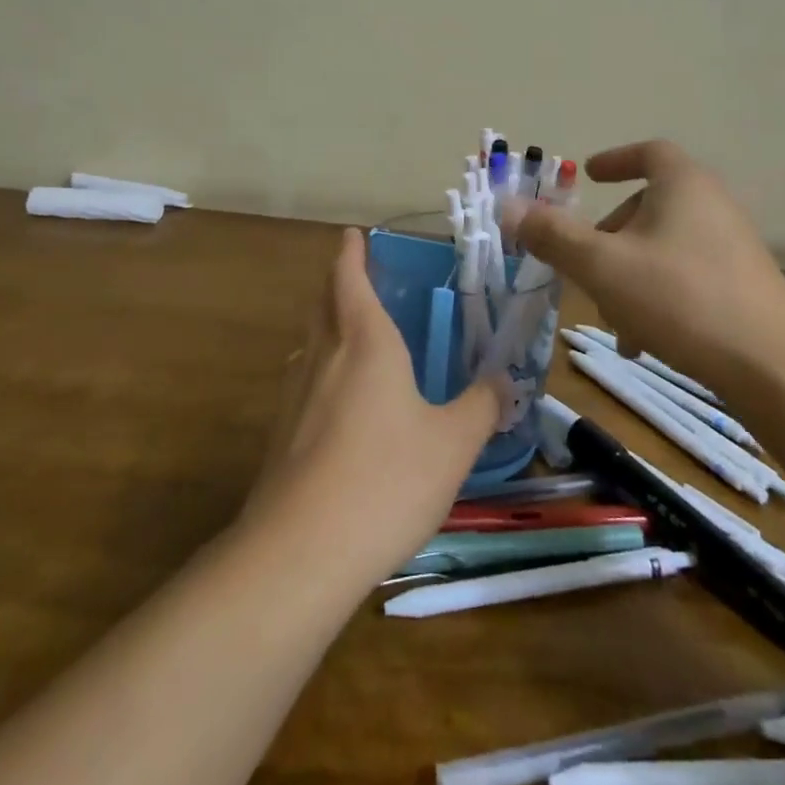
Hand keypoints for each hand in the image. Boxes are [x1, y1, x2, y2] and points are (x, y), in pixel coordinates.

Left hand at [243, 229, 502, 580]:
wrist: (300, 551)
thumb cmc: (386, 479)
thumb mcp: (453, 444)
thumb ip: (482, 406)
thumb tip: (504, 380)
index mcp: (365, 342)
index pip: (349, 278)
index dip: (350, 253)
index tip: (352, 234)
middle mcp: (323, 355)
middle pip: (323, 303)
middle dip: (338, 283)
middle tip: (357, 276)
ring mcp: (293, 394)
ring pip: (310, 342)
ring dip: (327, 325)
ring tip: (351, 333)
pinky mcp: (279, 433)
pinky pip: (303, 381)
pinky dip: (321, 369)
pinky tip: (338, 401)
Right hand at [511, 140, 784, 373]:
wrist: (777, 368)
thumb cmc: (681, 299)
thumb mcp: (603, 266)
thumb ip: (553, 235)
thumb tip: (507, 207)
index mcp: (683, 185)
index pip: (648, 152)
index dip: (614, 159)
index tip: (587, 175)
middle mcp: (712, 206)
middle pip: (648, 205)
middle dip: (608, 235)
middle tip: (585, 265)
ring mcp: (731, 248)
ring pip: (662, 247)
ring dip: (627, 274)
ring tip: (612, 319)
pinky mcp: (743, 287)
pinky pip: (685, 277)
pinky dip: (655, 296)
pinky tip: (643, 342)